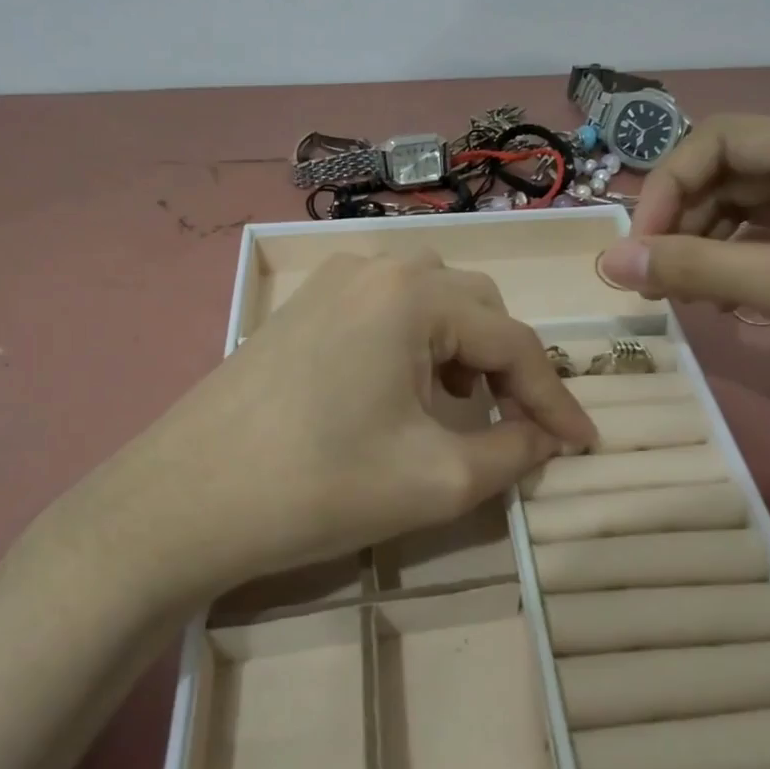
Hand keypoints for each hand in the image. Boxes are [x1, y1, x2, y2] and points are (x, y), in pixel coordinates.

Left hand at [52, 253, 596, 599]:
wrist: (184, 502)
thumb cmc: (319, 487)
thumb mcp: (437, 481)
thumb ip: (513, 452)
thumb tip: (549, 439)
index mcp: (413, 294)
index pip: (513, 341)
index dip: (555, 399)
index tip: (584, 445)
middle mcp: (375, 267)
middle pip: (474, 306)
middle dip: (507, 365)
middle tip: (517, 424)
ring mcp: (329, 281)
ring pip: (428, 301)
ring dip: (462, 348)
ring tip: (462, 405)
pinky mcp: (300, 308)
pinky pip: (383, 310)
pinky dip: (415, 344)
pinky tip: (403, 391)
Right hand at [601, 114, 769, 591]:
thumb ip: (697, 271)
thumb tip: (608, 263)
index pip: (719, 140)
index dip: (667, 187)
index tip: (639, 250)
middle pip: (732, 177)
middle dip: (686, 226)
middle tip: (657, 282)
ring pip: (751, 217)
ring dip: (711, 254)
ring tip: (692, 302)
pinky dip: (744, 276)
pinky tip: (735, 313)